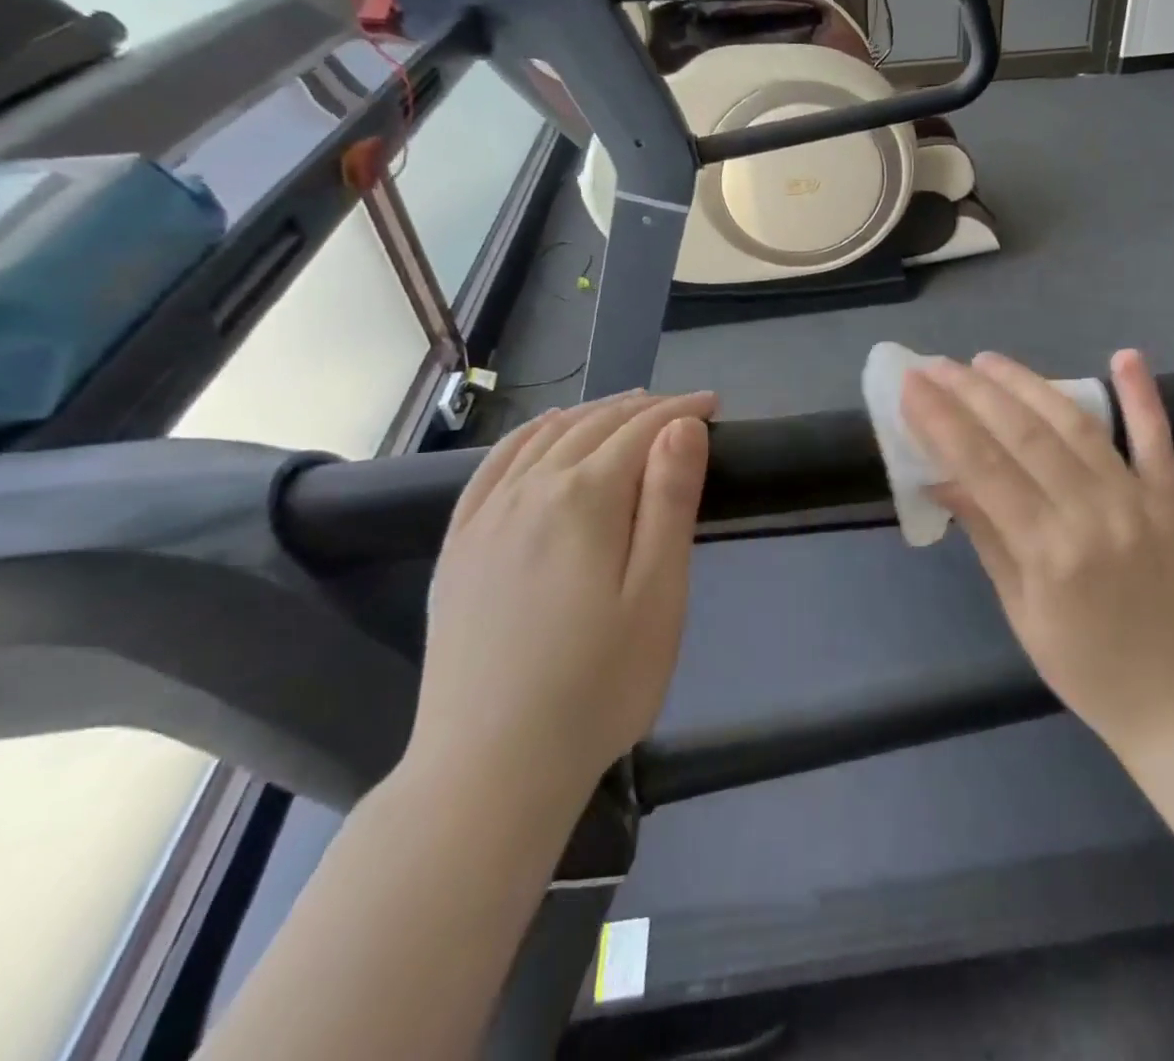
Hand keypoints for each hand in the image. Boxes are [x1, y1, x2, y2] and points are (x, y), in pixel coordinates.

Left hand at [408, 391, 716, 805]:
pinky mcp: (459, 546)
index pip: (641, 431)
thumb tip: (680, 426)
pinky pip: (494, 466)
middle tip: (681, 408)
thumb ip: (669, 501)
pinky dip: (529, 436)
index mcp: (584, 498)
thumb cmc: (599, 684)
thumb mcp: (658, 595)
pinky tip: (545, 434)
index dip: (681, 411)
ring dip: (590, 414)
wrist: (490, 768)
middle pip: (593, 426)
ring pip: (543, 437)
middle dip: (643, 408)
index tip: (713, 404)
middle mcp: (530, 490)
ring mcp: (486, 517)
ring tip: (626, 411)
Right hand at [902, 350, 1173, 758]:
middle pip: (1024, 435)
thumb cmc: (1080, 664)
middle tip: (936, 365)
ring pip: (1076, 425)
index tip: (912, 385)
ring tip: (987, 361)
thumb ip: (984, 532)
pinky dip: (1143, 395)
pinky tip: (1125, 356)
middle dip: (972, 392)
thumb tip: (941, 477)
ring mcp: (1138, 501)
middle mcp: (1093, 514)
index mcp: (1049, 551)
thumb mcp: (1016, 607)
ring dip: (1028, 385)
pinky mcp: (1171, 500)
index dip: (943, 420)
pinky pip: (1157, 440)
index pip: (984, 467)